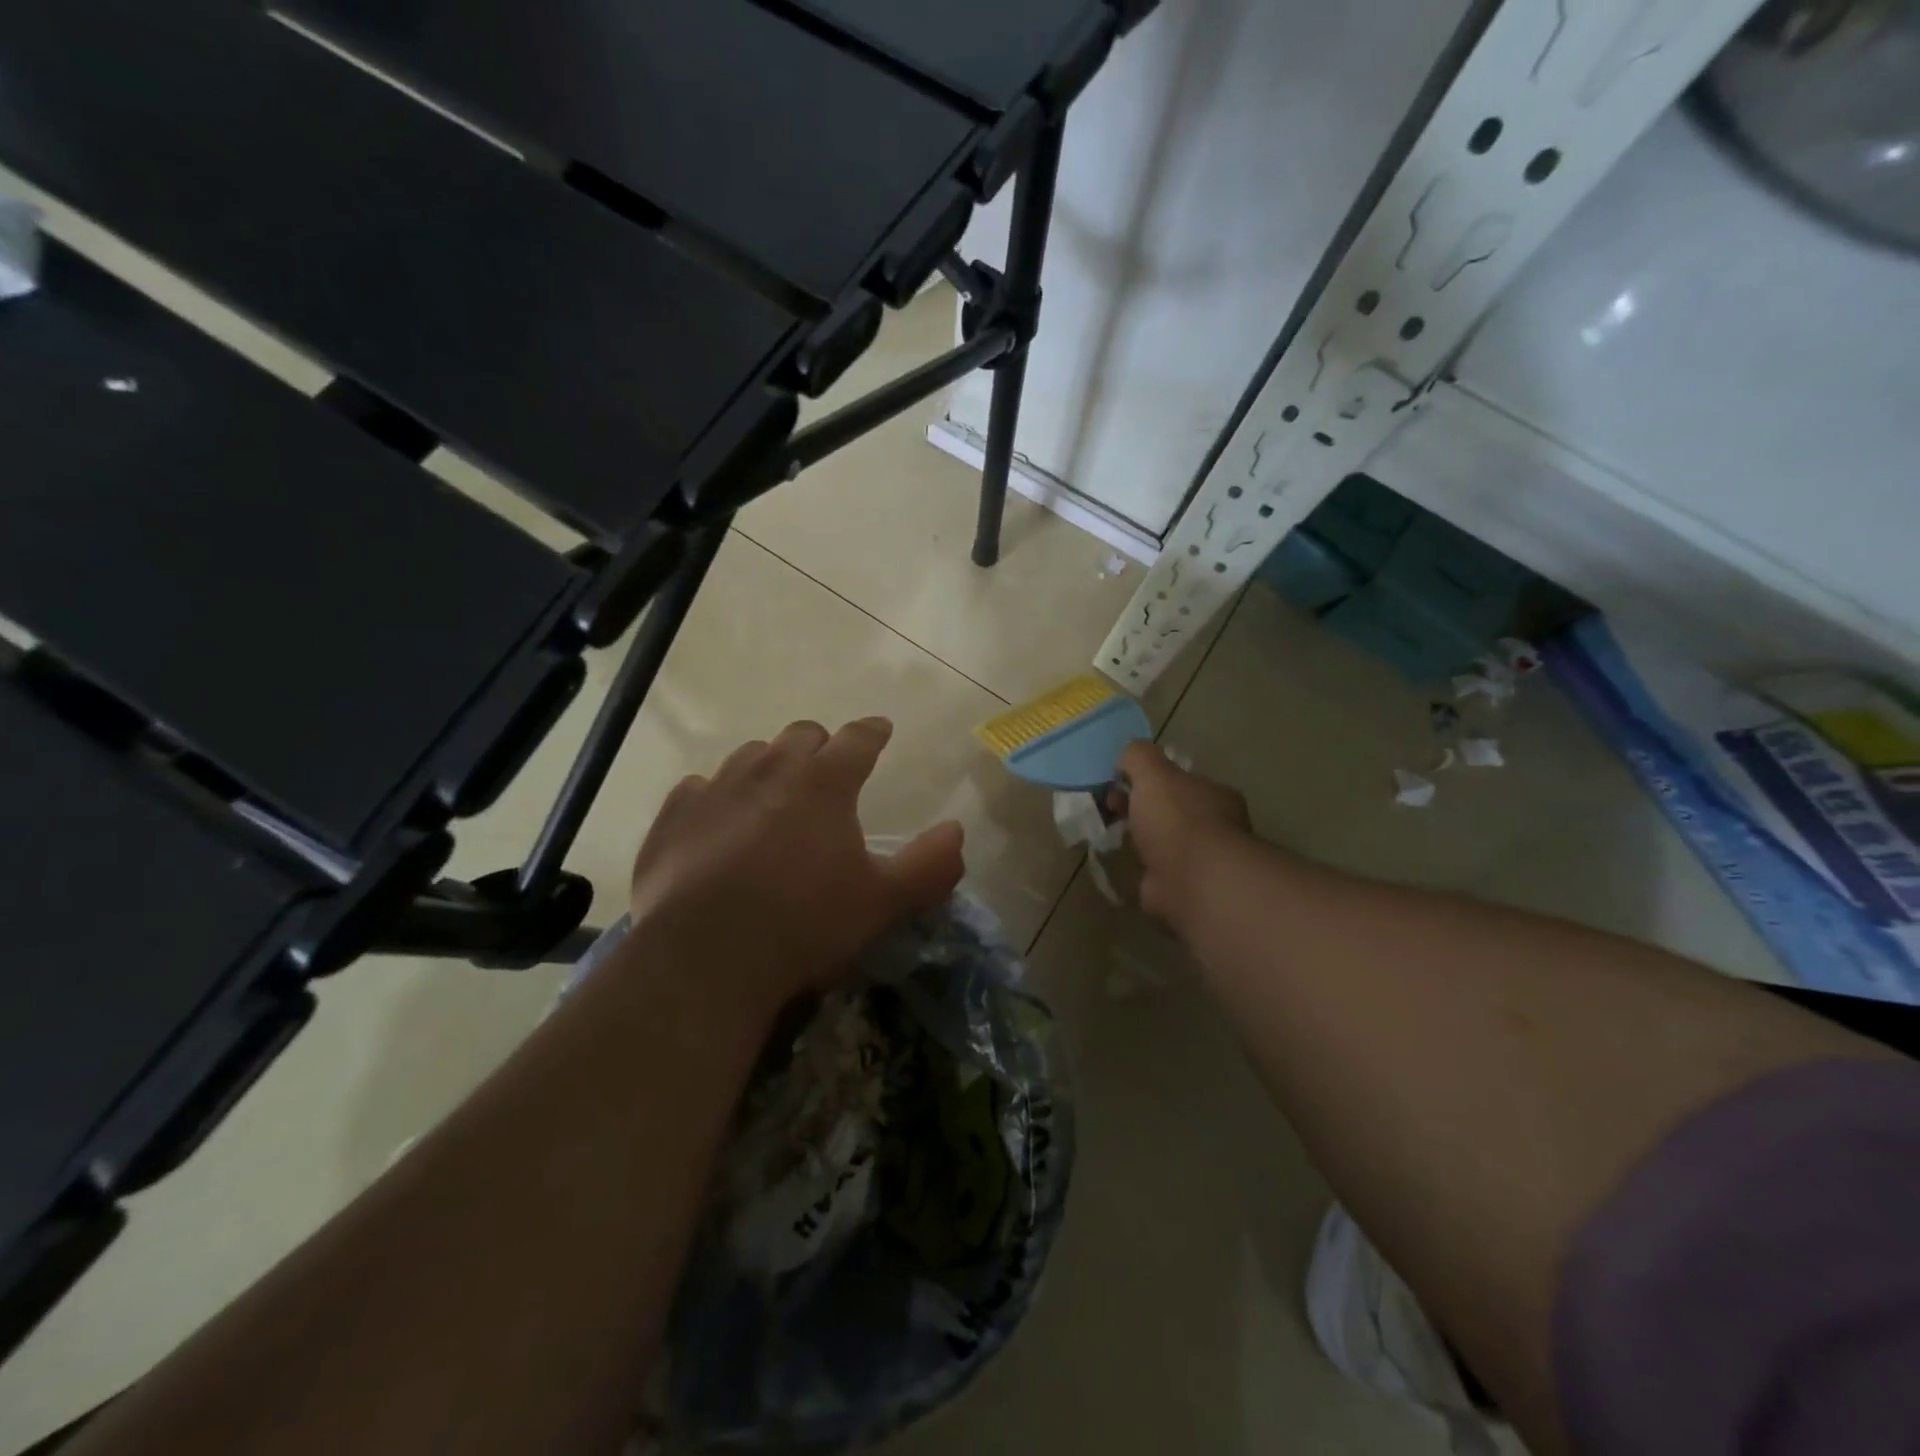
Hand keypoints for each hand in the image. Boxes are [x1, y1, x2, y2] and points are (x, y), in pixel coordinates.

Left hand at [628, 718, 964, 1012]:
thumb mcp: (882, 903)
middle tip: (827, 770)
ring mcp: (716, 789)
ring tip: (774, 795)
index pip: (858, 738)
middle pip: (801, 735)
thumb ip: (930, 865)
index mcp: (824, 783)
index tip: (881, 729)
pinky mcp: (673, 817)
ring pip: (749, 755)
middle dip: (820, 745)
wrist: (704, 960)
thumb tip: (957, 831)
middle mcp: (770, 770)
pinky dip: (716, 797)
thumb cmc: (804, 925)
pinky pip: (698, 788)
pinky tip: (718, 823)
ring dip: (769, 766)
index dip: (873, 732)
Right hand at [1111, 741, 1250, 930]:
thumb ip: (1138, 757)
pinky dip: (1137, 871)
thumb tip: (1124, 758)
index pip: (1180, 781)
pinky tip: (1117, 866)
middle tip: (1109, 808)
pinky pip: (1154, 875)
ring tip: (1108, 837)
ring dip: (1139, 841)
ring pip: (1162, 844)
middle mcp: (1213, 828)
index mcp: (1213, 796)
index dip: (1149, 779)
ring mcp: (1198, 862)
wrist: (1193, 882)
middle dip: (1140, 809)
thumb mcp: (1153, 772)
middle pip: (1170, 812)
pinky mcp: (1181, 890)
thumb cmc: (1177, 820)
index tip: (1119, 781)